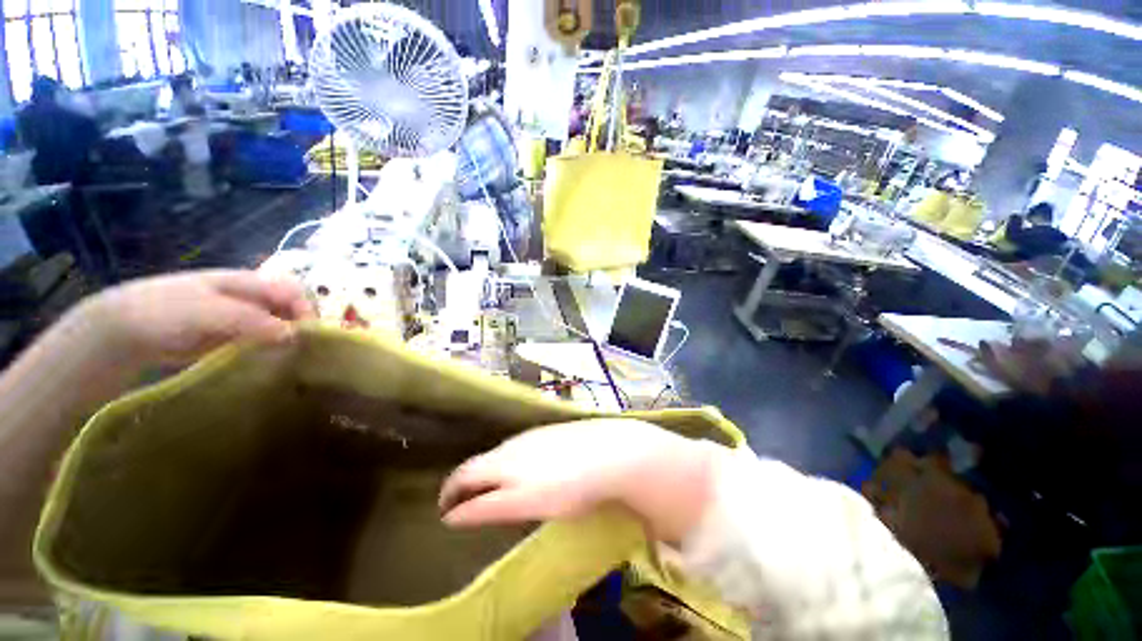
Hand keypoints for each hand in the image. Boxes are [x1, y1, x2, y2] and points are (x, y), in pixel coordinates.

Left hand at [78, 270, 314, 365]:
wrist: (125, 329)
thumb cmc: (167, 310)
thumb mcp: (210, 311)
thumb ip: (251, 320)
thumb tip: (294, 334)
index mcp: (249, 282)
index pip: (292, 291)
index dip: (306, 309)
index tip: (309, 336)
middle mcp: (251, 297)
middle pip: (289, 308)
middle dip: (301, 326)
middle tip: (303, 351)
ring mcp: (241, 317)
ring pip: (278, 325)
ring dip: (287, 340)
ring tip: (289, 359)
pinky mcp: (231, 336)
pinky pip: (261, 340)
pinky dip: (270, 349)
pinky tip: (270, 362)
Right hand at [439, 419, 721, 543]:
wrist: (610, 451)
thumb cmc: (570, 486)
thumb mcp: (527, 504)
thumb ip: (489, 508)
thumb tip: (455, 515)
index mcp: (502, 462)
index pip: (463, 477)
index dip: (449, 496)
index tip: (444, 512)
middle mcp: (511, 445)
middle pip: (478, 463)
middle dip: (464, 483)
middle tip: (461, 502)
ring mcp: (531, 436)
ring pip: (498, 454)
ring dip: (487, 471)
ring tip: (488, 488)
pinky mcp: (548, 432)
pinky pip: (517, 447)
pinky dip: (507, 461)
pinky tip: (520, 470)